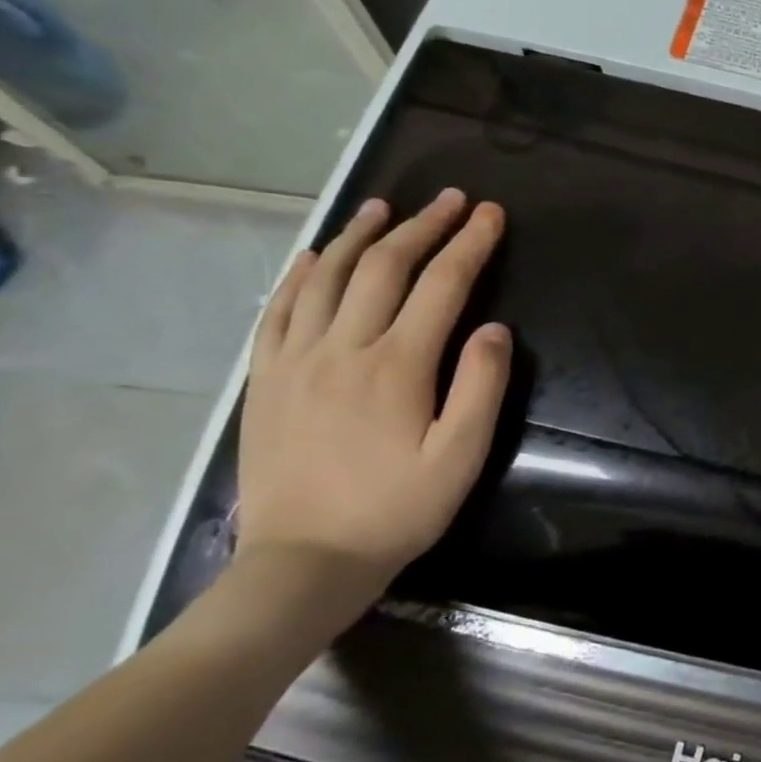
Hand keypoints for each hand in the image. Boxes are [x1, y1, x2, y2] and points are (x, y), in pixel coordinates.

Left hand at [236, 190, 512, 601]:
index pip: (442, 285)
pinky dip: (297, 274)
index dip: (470, 244)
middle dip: (424, 227)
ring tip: (385, 207)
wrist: (304, 561)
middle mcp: (343, 348)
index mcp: (397, 365)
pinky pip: (277, 310)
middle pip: (384, 268)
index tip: (491, 214)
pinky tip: (311, 255)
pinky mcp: (266, 379)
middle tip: (452, 200)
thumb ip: (483, 385)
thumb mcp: (463, 455)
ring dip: (359, 236)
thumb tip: (493, 327)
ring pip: (325, 277)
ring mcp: (295, 360)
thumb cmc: (398, 509)